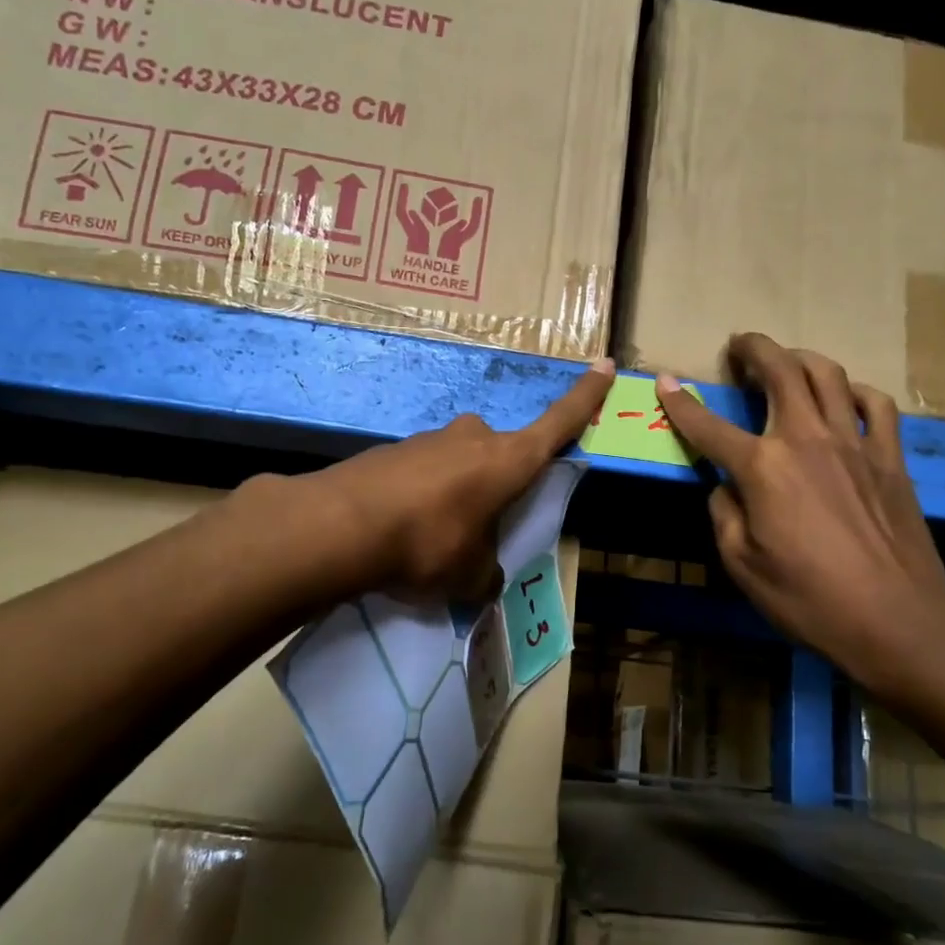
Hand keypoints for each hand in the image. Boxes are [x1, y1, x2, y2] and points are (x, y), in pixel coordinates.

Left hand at [310, 359, 614, 603]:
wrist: (340, 525)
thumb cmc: (428, 544)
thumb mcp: (470, 576)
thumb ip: (486, 574)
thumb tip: (484, 579)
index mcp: (508, 460)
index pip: (559, 423)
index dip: (586, 397)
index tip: (604, 364)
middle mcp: (473, 438)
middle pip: (500, 452)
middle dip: (497, 481)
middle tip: (481, 522)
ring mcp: (429, 439)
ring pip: (458, 463)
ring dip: (456, 493)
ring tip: (433, 539)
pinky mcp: (392, 451)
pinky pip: (422, 474)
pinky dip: (421, 497)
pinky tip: (401, 530)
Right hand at [655, 335, 944, 692]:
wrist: (898, 619)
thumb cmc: (810, 599)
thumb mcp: (743, 566)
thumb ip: (725, 514)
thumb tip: (725, 486)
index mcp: (763, 468)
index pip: (709, 427)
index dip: (681, 404)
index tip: (664, 382)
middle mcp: (807, 438)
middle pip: (780, 371)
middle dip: (753, 349)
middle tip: (738, 345)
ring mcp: (854, 442)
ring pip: (828, 374)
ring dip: (800, 358)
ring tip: (786, 361)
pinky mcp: (890, 457)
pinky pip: (876, 404)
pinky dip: (855, 391)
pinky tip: (845, 397)